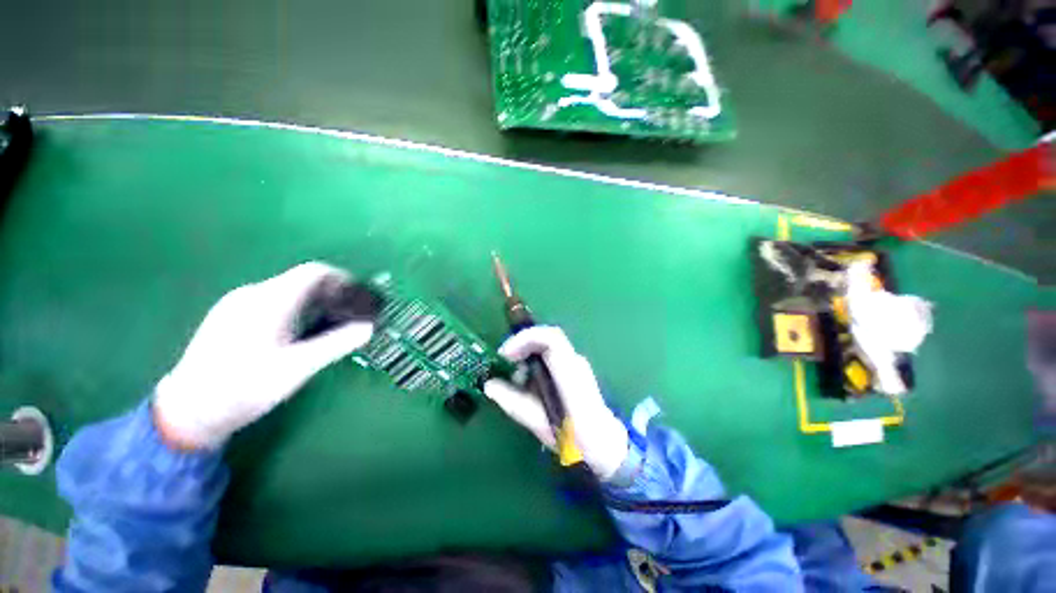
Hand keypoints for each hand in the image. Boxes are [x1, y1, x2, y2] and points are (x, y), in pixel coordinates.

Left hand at [154, 262, 373, 448]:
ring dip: (313, 303)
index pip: (314, 272)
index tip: (358, 298)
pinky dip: (294, 309)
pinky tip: (294, 334)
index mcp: (269, 300)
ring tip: (325, 327)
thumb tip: (368, 327)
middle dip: (330, 294)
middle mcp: (252, 294)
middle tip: (347, 317)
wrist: (187, 411)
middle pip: (301, 281)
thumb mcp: (296, 368)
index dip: (342, 279)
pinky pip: (270, 302)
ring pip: (286, 292)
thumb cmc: (244, 388)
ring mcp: (236, 304)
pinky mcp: (228, 316)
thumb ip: (335, 344)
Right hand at [484, 327, 628, 480]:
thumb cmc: (576, 439)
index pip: (550, 338)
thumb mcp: (540, 423)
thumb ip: (514, 402)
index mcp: (570, 373)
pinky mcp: (574, 368)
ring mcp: (577, 363)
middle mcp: (575, 361)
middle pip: (546, 337)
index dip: (525, 338)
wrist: (606, 446)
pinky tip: (529, 383)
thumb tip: (489, 385)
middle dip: (522, 345)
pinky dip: (535, 362)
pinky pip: (550, 355)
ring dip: (527, 355)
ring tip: (516, 380)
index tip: (506, 355)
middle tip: (505, 363)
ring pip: (547, 345)